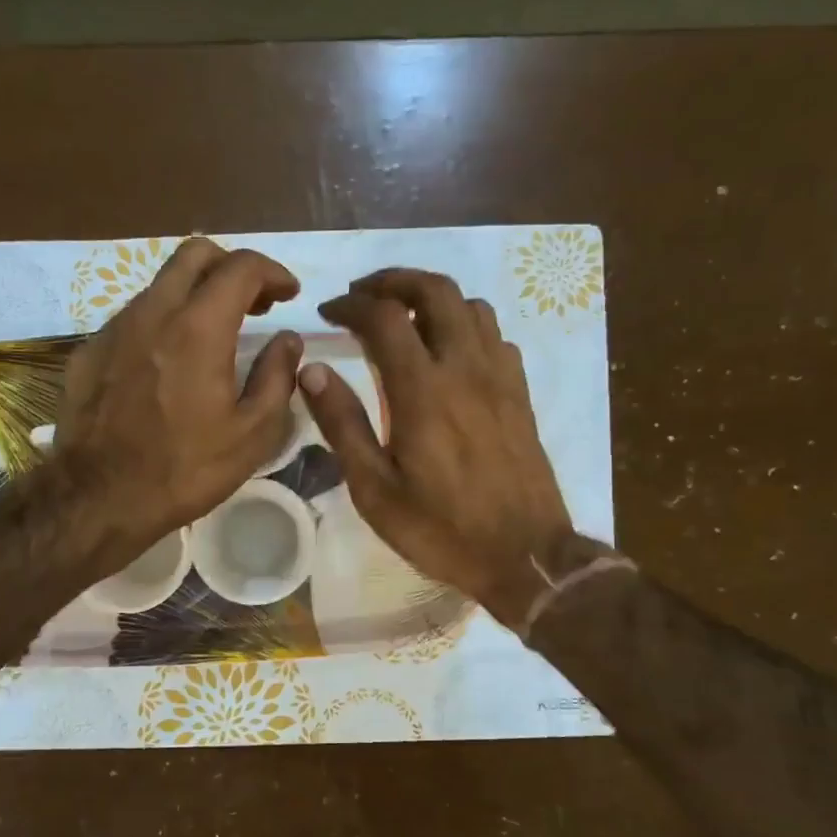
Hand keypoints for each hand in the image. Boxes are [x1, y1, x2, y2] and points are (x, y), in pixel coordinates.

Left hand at [53, 237, 302, 553]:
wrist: (99, 499)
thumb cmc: (185, 470)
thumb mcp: (253, 434)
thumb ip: (277, 377)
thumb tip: (287, 340)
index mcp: (199, 328)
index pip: (241, 267)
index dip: (273, 272)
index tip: (289, 294)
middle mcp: (153, 312)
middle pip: (195, 254)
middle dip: (232, 267)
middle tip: (254, 303)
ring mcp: (113, 329)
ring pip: (160, 284)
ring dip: (195, 294)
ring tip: (214, 334)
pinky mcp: (88, 352)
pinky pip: (132, 318)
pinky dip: (161, 323)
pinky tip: (168, 363)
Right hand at [301, 268, 574, 625]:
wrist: (525, 556)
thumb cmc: (441, 530)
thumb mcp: (375, 489)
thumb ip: (343, 425)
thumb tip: (312, 370)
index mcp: (422, 391)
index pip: (384, 317)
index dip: (351, 305)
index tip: (329, 312)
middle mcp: (465, 369)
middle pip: (435, 290)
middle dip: (393, 280)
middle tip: (364, 295)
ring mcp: (500, 378)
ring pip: (471, 306)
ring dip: (433, 298)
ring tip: (405, 318)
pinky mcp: (520, 394)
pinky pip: (495, 336)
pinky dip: (466, 326)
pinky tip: (450, 354)